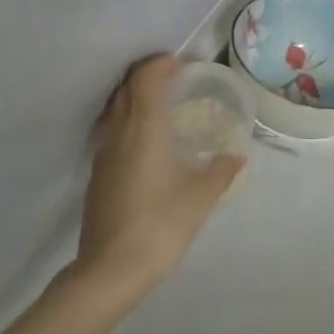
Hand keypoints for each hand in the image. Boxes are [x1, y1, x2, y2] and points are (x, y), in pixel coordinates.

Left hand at [70, 55, 246, 303]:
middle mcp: (119, 131)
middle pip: (127, 88)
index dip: (160, 64)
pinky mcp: (96, 173)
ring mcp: (103, 152)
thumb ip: (221, 172)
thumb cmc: (160, 225)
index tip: (180, 65)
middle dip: (147, 77)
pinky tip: (146, 145)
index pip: (146, 78)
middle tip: (174, 82)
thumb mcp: (200, 199)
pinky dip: (127, 123)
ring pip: (115, 110)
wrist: (110, 268)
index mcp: (145, 128)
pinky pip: (111, 131)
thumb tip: (237, 156)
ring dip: (135, 99)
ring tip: (161, 109)